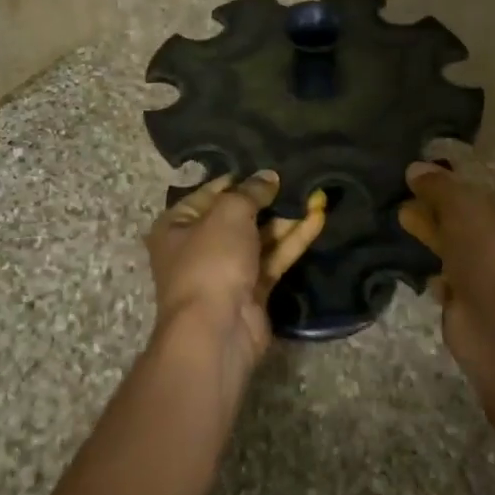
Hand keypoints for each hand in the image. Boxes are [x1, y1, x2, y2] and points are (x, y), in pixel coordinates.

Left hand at [146, 172, 326, 374]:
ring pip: (260, 238)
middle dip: (267, 200)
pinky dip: (294, 240)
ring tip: (315, 194)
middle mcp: (198, 247)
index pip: (209, 192)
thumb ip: (250, 192)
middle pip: (237, 216)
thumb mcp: (228, 213)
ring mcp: (227, 271)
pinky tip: (318, 218)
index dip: (238, 179)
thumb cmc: (210, 261)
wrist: (217, 329)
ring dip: (286, 219)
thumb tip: (268, 176)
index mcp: (176, 226)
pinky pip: (274, 258)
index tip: (268, 165)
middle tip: (297, 178)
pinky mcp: (253, 290)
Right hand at [399, 161, 494, 371]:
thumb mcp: (462, 209)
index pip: (474, 194)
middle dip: (432, 210)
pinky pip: (443, 279)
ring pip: (450, 248)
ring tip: (398, 224)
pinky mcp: (464, 301)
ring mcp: (481, 275)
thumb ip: (439, 187)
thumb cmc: (486, 258)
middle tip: (400, 202)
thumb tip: (415, 167)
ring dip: (428, 238)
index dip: (446, 185)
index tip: (415, 179)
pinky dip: (430, 272)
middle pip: (460, 221)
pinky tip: (412, 264)